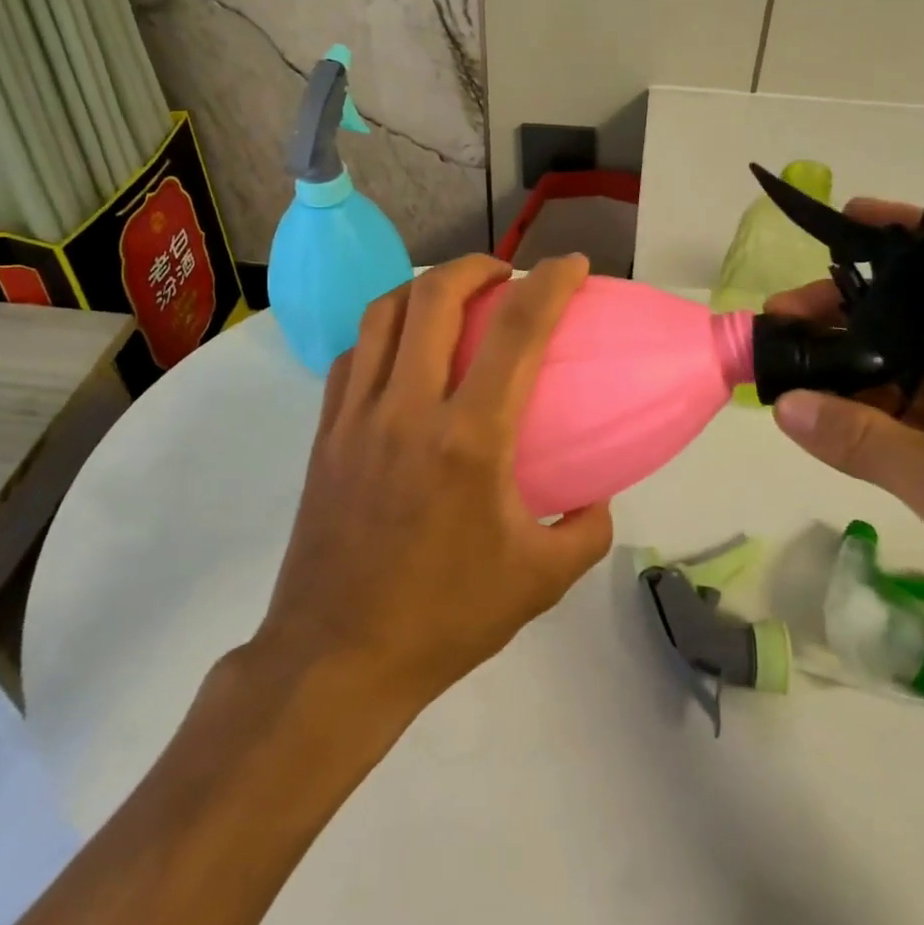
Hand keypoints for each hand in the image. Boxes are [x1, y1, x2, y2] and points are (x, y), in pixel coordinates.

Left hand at [250, 254, 612, 715]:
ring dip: (423, 288)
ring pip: (382, 313)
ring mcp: (357, 416)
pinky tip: (402, 353)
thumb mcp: (539, 581)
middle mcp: (408, 408)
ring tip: (451, 297)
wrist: (336, 659)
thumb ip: (586, 531)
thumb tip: (597, 497)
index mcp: (469, 438)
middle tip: (504, 274)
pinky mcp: (325, 433)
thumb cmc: (445, 618)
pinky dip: (384, 332)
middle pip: (435, 295)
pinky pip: (353, 354)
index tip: (572, 265)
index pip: (517, 331)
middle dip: (476, 265)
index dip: (551, 283)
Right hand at [767, 201, 923, 707]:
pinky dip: (850, 406)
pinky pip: (892, 415)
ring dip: (843, 356)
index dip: (912, 233)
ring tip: (780, 356)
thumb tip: (783, 403)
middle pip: (914, 311)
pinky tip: (805, 410)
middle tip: (781, 313)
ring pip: (897, 363)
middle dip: (849, 302)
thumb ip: (868, 440)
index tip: (846, 222)